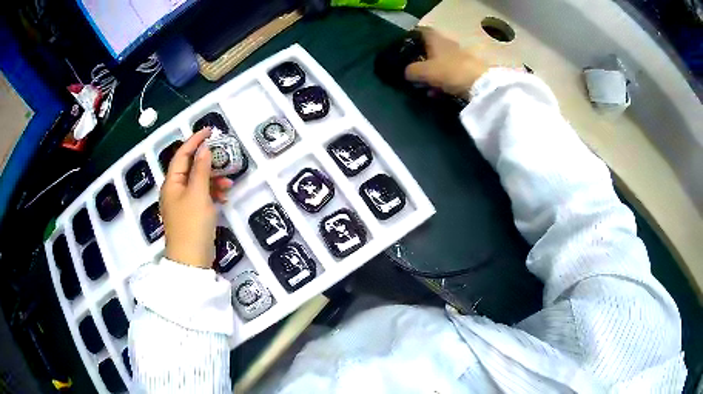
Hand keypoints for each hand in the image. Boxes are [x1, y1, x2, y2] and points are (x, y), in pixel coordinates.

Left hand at [160, 129, 232, 268]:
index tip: (210, 130)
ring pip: (198, 183)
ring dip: (213, 180)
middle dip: (208, 163)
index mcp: (172, 183)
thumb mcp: (198, 194)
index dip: (194, 141)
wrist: (191, 261)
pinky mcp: (191, 215)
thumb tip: (204, 149)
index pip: (182, 155)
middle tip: (224, 158)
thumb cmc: (192, 224)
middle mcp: (175, 191)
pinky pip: (201, 197)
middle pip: (190, 168)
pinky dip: (212, 194)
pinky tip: (224, 198)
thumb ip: (201, 170)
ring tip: (229, 184)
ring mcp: (182, 204)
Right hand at [405, 27, 489, 96]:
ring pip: (441, 62)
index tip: (405, 45)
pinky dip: (442, 81)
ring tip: (423, 86)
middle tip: (412, 69)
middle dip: (422, 58)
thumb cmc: (450, 71)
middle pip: (432, 48)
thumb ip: (412, 70)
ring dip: (432, 72)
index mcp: (437, 40)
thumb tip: (406, 72)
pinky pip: (450, 74)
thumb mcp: (424, 72)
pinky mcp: (468, 71)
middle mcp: (449, 45)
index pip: (423, 31)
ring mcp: (460, 58)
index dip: (413, 36)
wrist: (482, 85)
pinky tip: (436, 93)